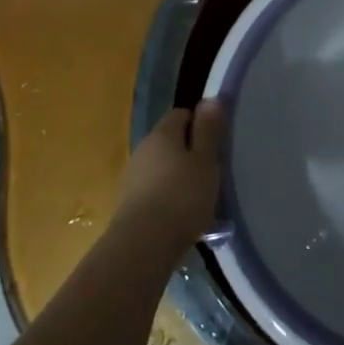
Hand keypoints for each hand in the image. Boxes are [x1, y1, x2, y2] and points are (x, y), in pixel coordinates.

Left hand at [116, 101, 224, 246]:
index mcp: (162, 134)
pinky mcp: (128, 204)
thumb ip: (208, 130)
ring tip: (198, 196)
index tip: (215, 142)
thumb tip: (210, 98)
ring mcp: (131, 177)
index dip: (199, 123)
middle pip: (169, 141)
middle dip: (188, 151)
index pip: (180, 114)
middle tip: (211, 170)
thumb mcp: (206, 161)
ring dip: (177, 176)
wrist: (143, 246)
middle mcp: (142, 149)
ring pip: (160, 167)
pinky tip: (180, 215)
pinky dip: (167, 196)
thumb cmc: (182, 197)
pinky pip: (153, 190)